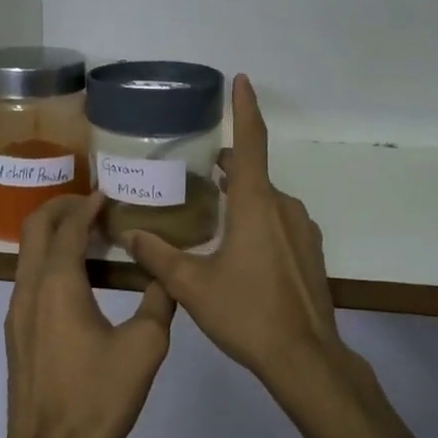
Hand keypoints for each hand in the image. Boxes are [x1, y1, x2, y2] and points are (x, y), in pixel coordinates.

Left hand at [2, 193, 175, 437]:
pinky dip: (49, 262)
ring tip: (88, 234)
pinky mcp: (17, 335)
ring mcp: (17, 313)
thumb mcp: (144, 347)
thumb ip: (159, 302)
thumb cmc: (97, 397)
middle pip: (34, 230)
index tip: (107, 193)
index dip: (86, 205)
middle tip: (91, 203)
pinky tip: (77, 279)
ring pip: (28, 255)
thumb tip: (165, 277)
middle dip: (59, 208)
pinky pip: (29, 280)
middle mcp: (29, 290)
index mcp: (57, 284)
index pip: (67, 227)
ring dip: (53, 235)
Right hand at [124, 76, 352, 401]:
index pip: (252, 143)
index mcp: (257, 205)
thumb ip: (158, 256)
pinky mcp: (309, 252)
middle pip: (254, 174)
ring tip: (212, 211)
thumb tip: (127, 232)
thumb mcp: (192, 286)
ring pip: (267, 200)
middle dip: (229, 166)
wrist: (305, 356)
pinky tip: (239, 248)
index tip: (241, 80)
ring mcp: (302, 230)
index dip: (245, 109)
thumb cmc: (247, 313)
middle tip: (197, 171)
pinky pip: (280, 222)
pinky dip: (258, 220)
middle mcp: (284, 208)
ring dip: (242, 197)